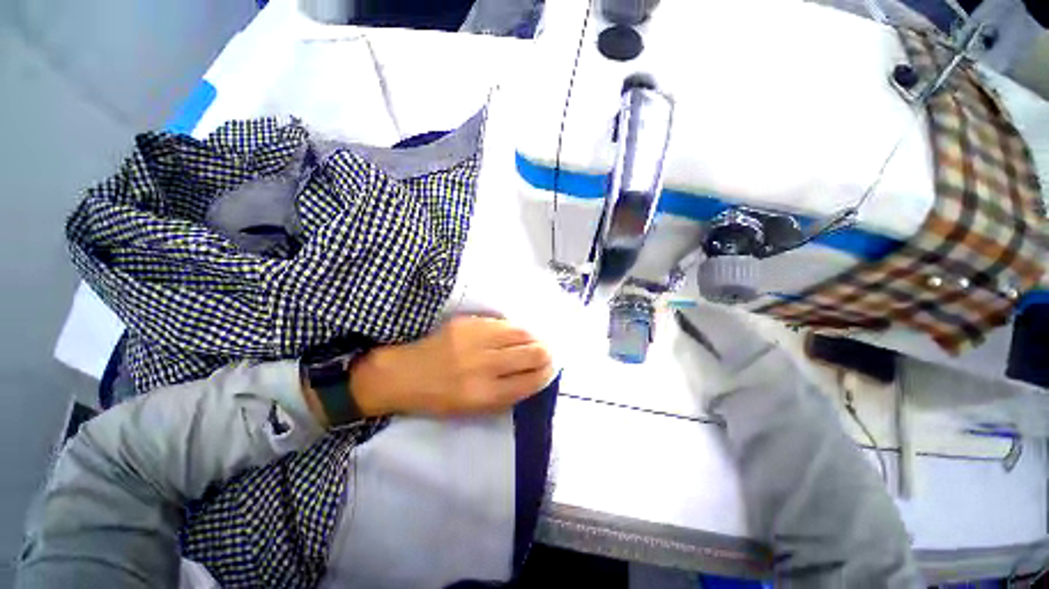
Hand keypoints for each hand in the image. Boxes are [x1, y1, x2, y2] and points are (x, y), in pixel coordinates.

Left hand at [351, 317, 554, 417]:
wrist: (403, 374)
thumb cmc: (438, 399)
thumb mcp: (473, 410)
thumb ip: (506, 395)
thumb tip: (533, 376)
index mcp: (485, 395)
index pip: (531, 380)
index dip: (546, 373)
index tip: (549, 368)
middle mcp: (484, 366)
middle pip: (532, 353)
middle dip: (546, 353)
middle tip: (545, 353)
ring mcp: (476, 340)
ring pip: (521, 333)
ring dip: (533, 337)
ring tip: (533, 340)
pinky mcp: (467, 323)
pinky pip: (503, 323)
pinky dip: (514, 329)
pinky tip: (514, 332)